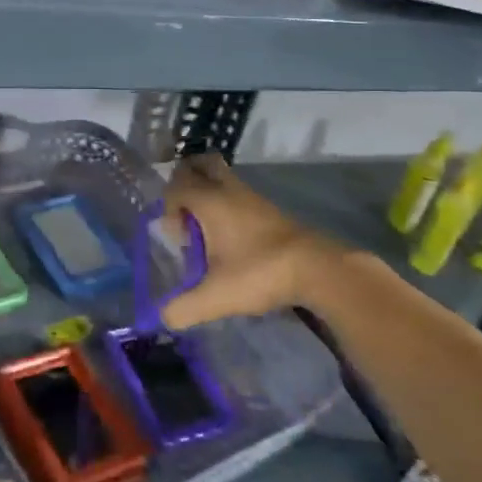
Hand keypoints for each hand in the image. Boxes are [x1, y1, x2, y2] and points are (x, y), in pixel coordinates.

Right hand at [161, 153, 344, 328]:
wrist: (317, 269)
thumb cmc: (260, 272)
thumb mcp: (216, 297)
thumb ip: (183, 308)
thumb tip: (164, 317)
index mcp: (210, 201)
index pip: (177, 185)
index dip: (168, 206)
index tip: (178, 237)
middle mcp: (229, 190)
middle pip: (202, 164)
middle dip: (187, 180)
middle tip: (184, 211)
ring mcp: (253, 197)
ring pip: (223, 179)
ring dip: (209, 195)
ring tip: (207, 230)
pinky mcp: (271, 209)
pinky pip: (239, 194)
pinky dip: (228, 206)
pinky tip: (231, 238)